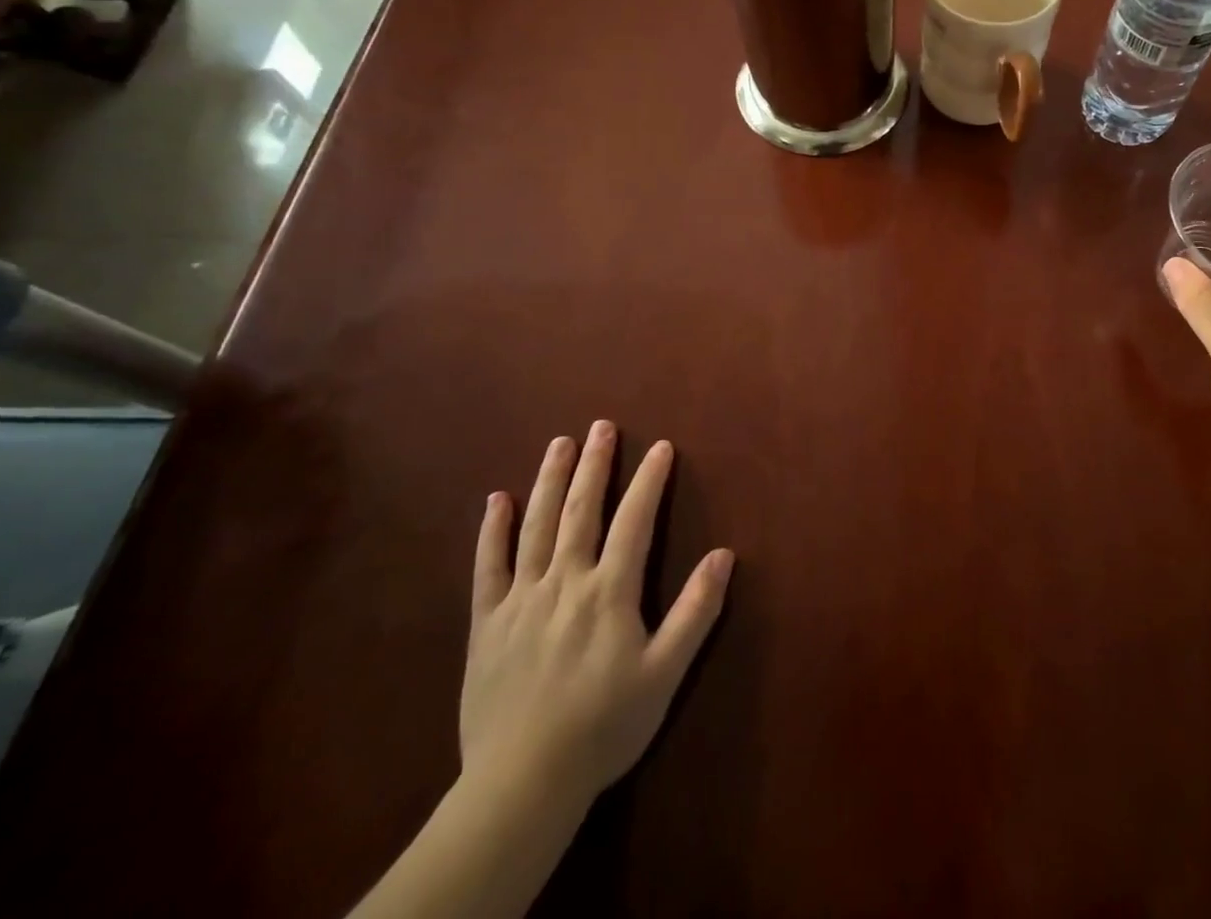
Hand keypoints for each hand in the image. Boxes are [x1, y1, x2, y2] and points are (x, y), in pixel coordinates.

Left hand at [460, 421, 734, 818]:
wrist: (522, 785)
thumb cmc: (603, 727)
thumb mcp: (664, 674)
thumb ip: (695, 611)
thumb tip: (724, 554)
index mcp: (608, 591)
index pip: (634, 520)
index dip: (649, 480)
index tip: (660, 446)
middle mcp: (564, 581)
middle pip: (580, 510)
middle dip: (594, 464)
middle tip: (602, 426)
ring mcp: (521, 599)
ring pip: (536, 526)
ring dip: (549, 480)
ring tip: (560, 443)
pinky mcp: (486, 623)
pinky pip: (486, 567)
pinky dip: (491, 531)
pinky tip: (496, 499)